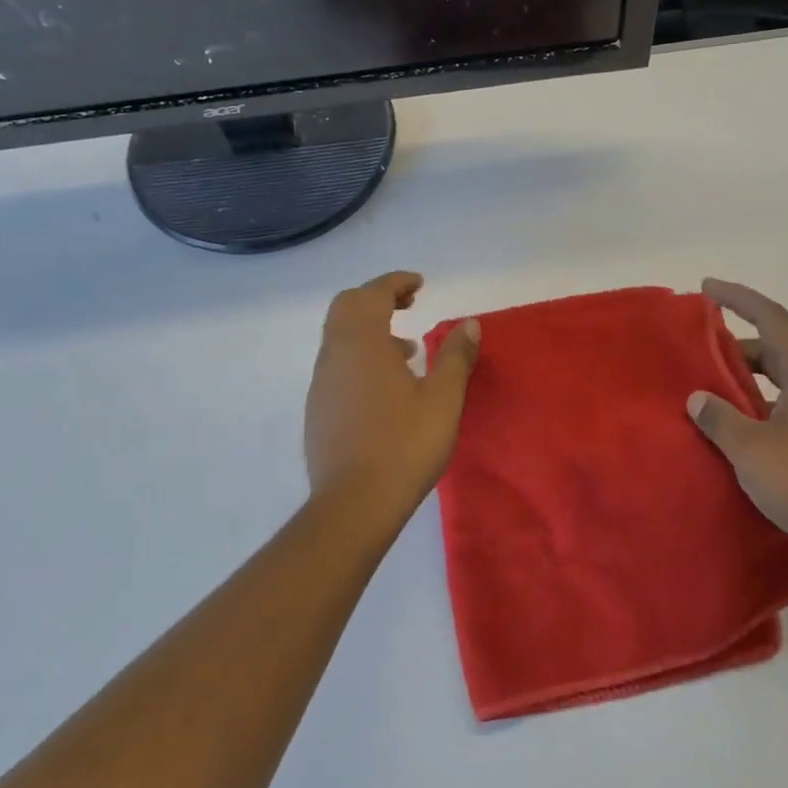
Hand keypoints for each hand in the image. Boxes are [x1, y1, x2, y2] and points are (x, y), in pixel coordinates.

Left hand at [304, 271, 480, 522]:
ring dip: (369, 328)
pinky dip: (359, 355)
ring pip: (339, 336)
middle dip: (378, 297)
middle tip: (409, 304)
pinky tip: (386, 385)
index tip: (420, 284)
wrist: (354, 505)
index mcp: (362, 343)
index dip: (396, 282)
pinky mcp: (317, 408)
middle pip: (347, 307)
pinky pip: (337, 363)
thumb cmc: (404, 445)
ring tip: (407, 349)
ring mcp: (321, 382)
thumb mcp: (443, 399)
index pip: (373, 294)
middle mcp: (334, 354)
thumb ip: (455, 357)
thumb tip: (469, 324)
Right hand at [689, 279, 787, 588]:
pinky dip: (763, 405)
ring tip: (713, 392)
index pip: (771, 317)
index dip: (737, 298)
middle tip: (699, 352)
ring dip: (749, 379)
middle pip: (777, 347)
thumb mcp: (752, 450)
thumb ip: (720, 418)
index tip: (706, 288)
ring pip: (785, 379)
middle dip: (737, 345)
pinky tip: (741, 430)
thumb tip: (698, 398)